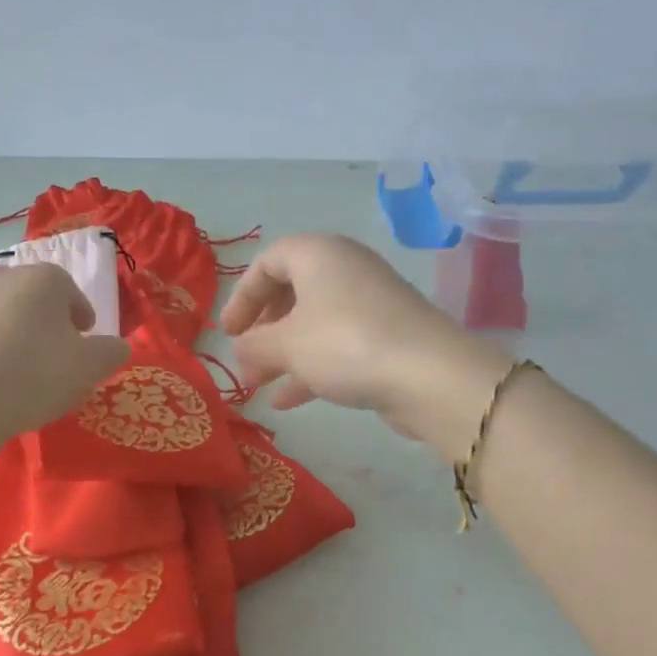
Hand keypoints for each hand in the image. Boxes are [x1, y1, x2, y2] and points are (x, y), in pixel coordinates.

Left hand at [0, 263, 129, 433]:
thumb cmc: (39, 373)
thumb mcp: (92, 366)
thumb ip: (111, 351)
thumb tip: (117, 346)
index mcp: (41, 280)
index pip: (68, 288)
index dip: (80, 314)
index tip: (85, 339)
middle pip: (29, 298)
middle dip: (43, 321)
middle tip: (54, 354)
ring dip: (8, 334)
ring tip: (18, 371)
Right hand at [219, 234, 509, 458]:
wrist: (427, 375)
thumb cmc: (345, 344)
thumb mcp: (287, 344)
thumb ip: (255, 345)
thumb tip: (240, 350)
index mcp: (319, 254)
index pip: (269, 261)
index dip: (242, 296)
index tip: (228, 332)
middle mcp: (346, 269)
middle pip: (293, 291)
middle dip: (264, 329)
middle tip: (247, 358)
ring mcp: (370, 303)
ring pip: (315, 322)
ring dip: (284, 353)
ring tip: (258, 386)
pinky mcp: (387, 336)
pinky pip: (339, 345)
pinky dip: (312, 367)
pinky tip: (288, 401)